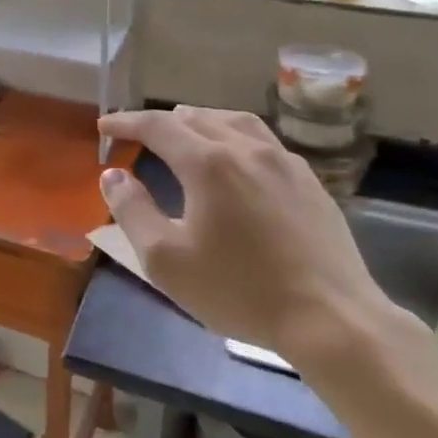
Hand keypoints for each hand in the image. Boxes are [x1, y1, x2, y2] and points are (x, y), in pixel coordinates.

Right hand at [96, 106, 388, 354]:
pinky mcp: (309, 182)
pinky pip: (262, 140)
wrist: (333, 320)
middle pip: (195, 117)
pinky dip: (234, 136)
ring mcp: (284, 162)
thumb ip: (132, 211)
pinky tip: (236, 159)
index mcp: (208, 163)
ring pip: (233, 122)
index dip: (126, 122)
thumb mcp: (166, 260)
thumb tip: (113, 175)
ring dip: (200, 122)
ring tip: (185, 132)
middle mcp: (246, 149)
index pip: (157, 126)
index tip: (104, 127)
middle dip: (160, 122)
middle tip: (138, 136)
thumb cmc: (240, 291)